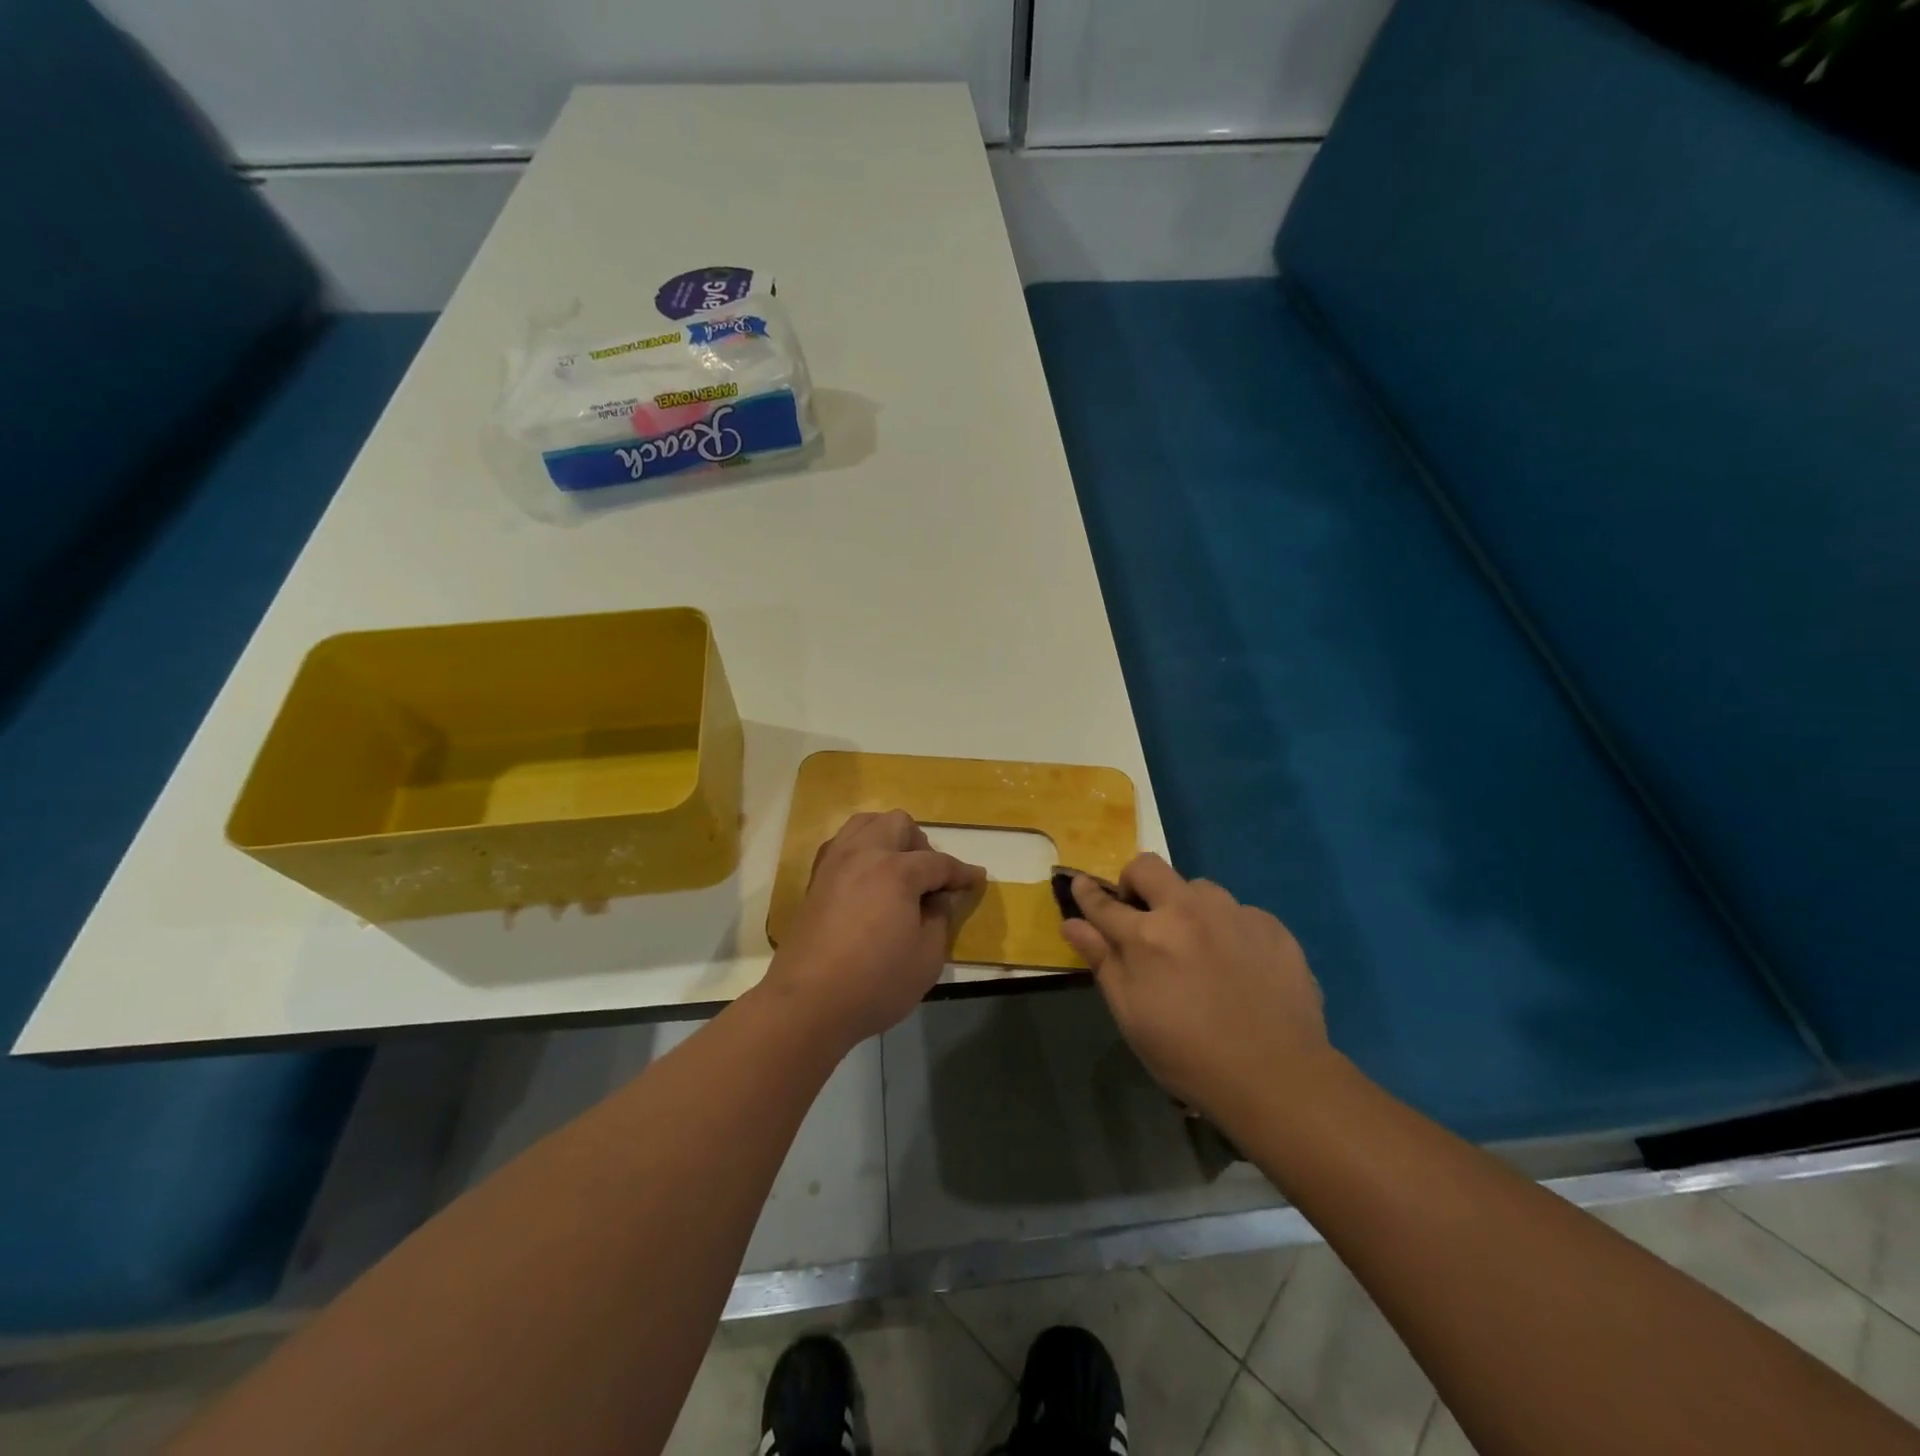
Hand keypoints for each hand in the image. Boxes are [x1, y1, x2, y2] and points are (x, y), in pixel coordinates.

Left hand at [764, 810, 985, 1049]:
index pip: (938, 862)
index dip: (961, 873)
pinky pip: (842, 845)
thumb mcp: (927, 958)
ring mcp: (834, 864)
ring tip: (898, 872)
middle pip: (898, 824)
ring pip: (865, 824)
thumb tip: (943, 896)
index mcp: (896, 870)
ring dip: (888, 838)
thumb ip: (940, 918)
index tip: (976, 880)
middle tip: (930, 879)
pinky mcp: (815, 880)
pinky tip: (868, 881)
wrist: (807, 1004)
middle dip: (921, 845)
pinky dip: (861, 851)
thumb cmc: (875, 984)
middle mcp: (863, 854)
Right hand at [1061, 853, 1331, 1127]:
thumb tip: (1072, 924)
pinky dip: (1227, 928)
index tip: (1080, 885)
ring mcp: (1234, 914)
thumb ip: (1102, 962)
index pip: (1104, 902)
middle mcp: (1188, 911)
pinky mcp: (1272, 926)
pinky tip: (1237, 964)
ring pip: (1198, 887)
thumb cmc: (1189, 1056)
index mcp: (1147, 936)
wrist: (1278, 1077)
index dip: (1086, 892)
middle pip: (1149, 868)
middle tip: (1141, 916)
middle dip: (1135, 883)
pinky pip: (1238, 912)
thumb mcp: (1131, 1016)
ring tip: (1196, 944)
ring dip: (1186, 906)